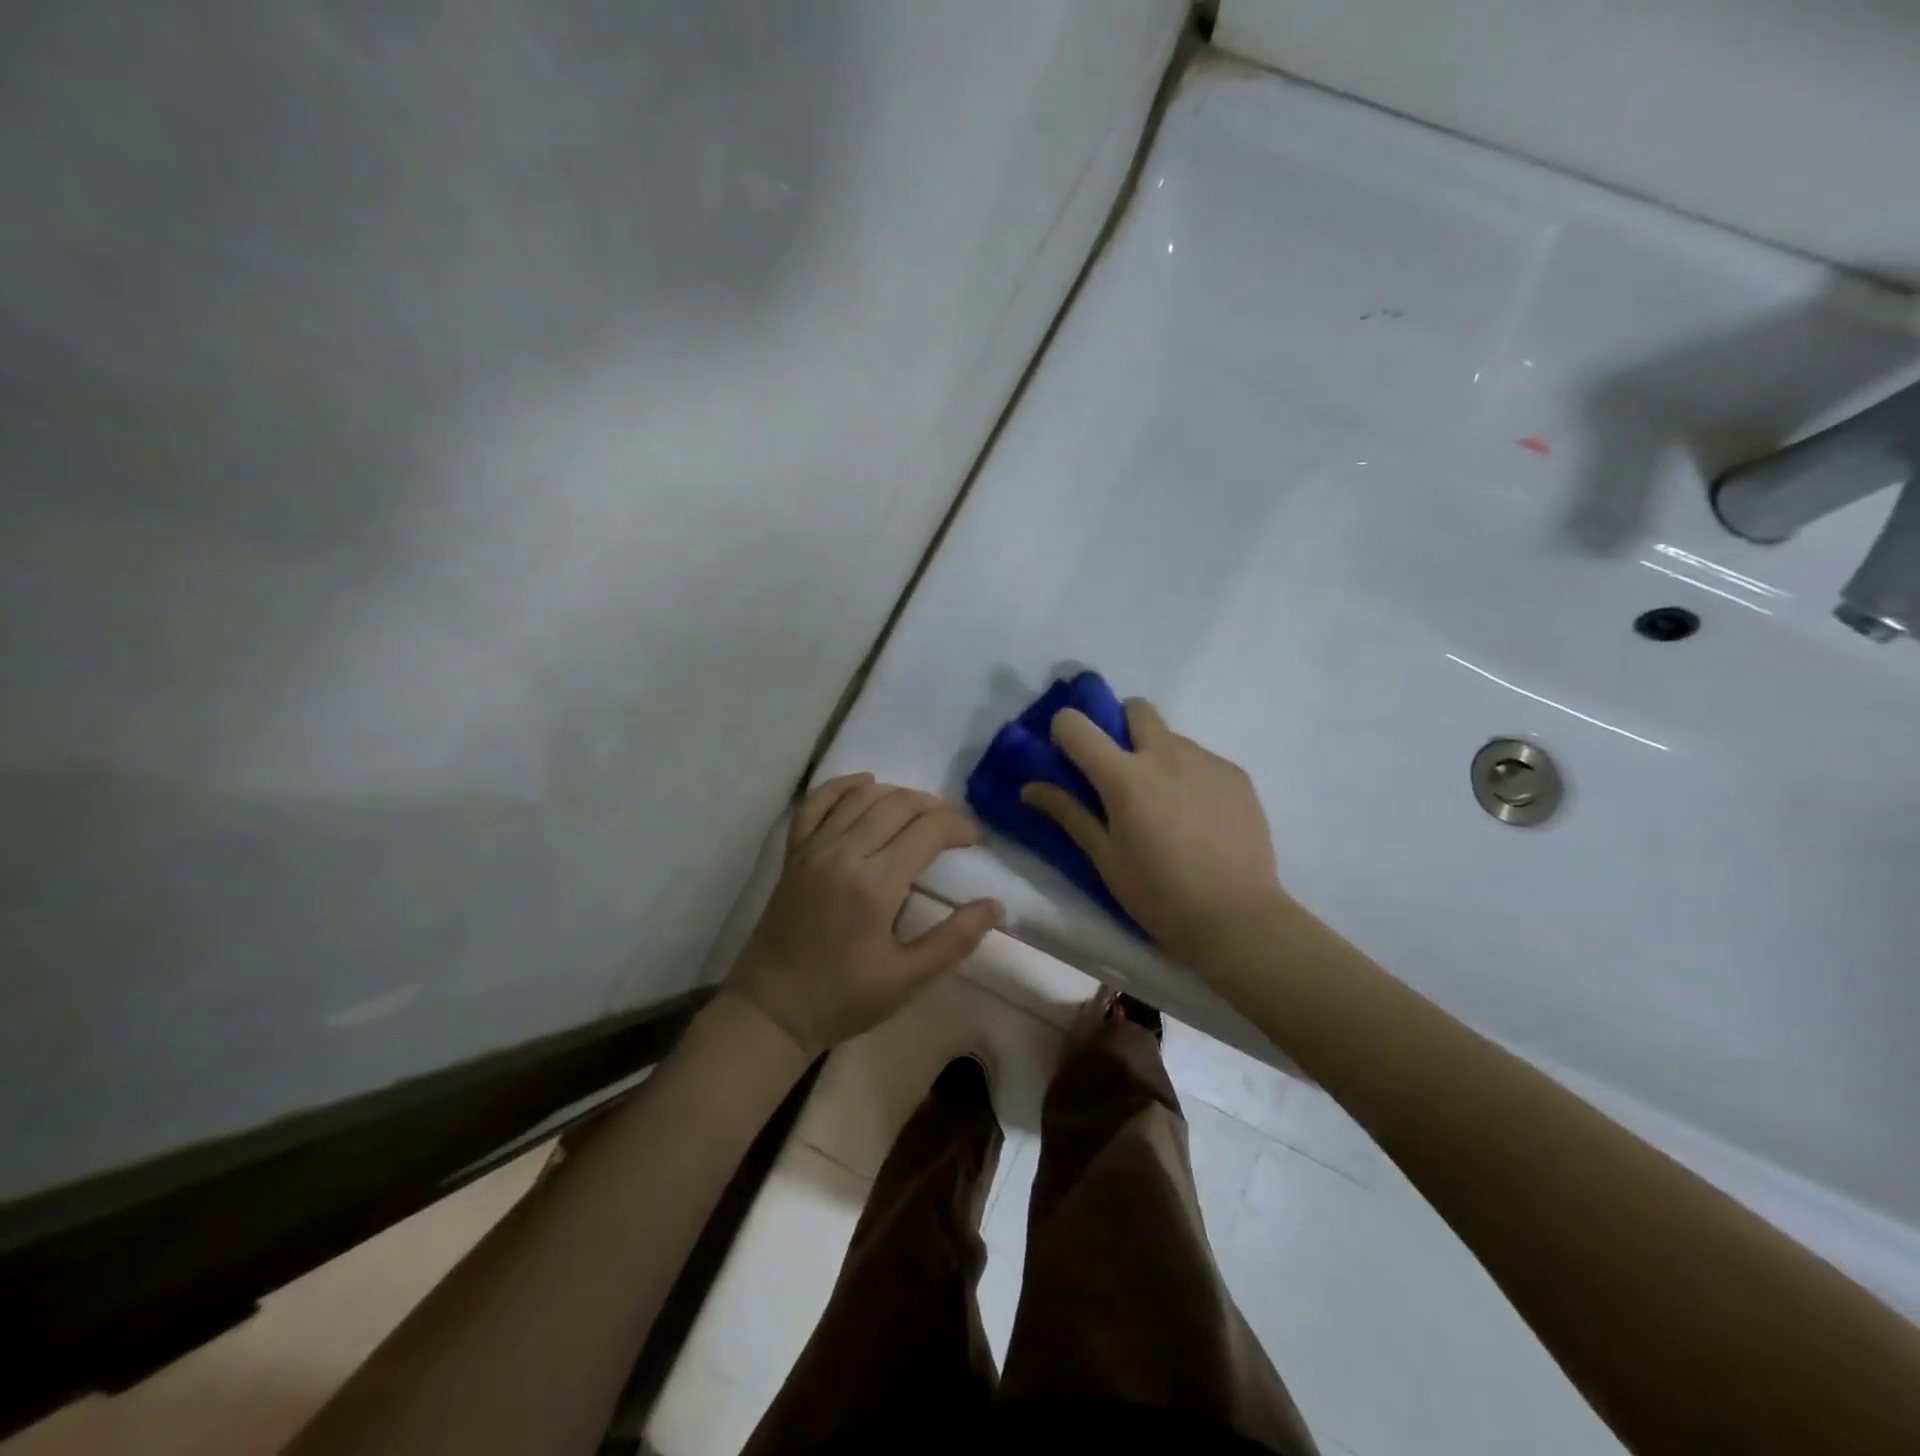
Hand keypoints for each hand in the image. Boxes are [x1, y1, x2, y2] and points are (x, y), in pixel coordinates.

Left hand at [727, 774, 1004, 1057]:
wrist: (771, 1011)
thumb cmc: (844, 999)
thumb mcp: (908, 979)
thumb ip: (955, 939)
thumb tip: (996, 906)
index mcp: (875, 884)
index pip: (927, 831)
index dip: (958, 827)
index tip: (975, 840)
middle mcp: (843, 853)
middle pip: (897, 805)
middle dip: (934, 808)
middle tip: (954, 828)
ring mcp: (813, 849)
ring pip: (861, 797)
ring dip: (897, 794)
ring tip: (920, 811)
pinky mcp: (793, 853)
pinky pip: (816, 803)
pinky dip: (841, 786)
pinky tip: (865, 783)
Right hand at [1020, 699, 1285, 968]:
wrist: (1238, 919)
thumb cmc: (1159, 895)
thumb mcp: (1105, 859)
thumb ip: (1069, 814)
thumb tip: (1029, 787)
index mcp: (1125, 776)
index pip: (1076, 725)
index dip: (1064, 731)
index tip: (1068, 755)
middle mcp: (1165, 754)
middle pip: (1135, 708)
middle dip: (1119, 725)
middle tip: (1118, 769)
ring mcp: (1206, 760)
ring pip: (1170, 736)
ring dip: (1156, 754)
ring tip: (1164, 803)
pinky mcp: (1236, 774)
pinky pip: (1201, 758)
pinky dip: (1188, 774)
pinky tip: (1197, 816)